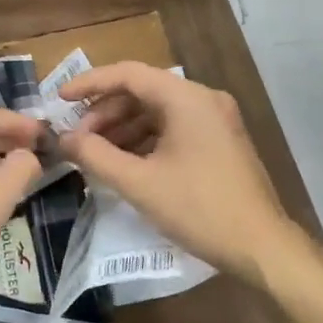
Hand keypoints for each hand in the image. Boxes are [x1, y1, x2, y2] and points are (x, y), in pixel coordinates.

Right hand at [57, 62, 303, 284]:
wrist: (262, 248)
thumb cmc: (199, 209)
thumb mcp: (139, 183)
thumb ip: (96, 155)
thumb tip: (65, 138)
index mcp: (188, 99)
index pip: (129, 74)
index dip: (90, 83)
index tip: (60, 99)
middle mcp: (204, 100)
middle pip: (143, 92)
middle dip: (105, 113)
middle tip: (79, 139)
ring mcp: (216, 121)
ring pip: (157, 112)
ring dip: (123, 128)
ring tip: (96, 154)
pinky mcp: (220, 142)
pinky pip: (173, 128)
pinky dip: (144, 140)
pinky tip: (125, 163)